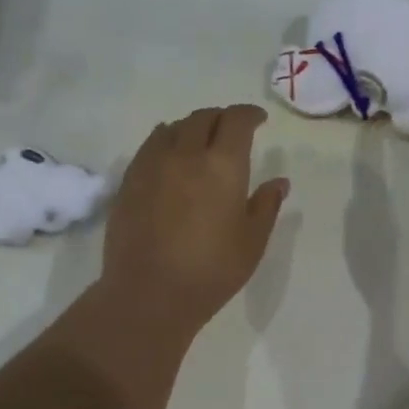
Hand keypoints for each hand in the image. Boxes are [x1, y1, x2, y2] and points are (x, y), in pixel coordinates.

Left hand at [101, 105, 289, 333]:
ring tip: (199, 140)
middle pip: (203, 118)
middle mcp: (186, 154)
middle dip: (221, 117)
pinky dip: (165, 141)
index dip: (249, 114)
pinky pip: (150, 146)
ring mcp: (152, 165)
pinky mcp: (129, 181)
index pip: (236, 121)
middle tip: (231, 130)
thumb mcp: (252, 242)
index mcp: (223, 165)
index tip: (259, 120)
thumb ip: (266, 206)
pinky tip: (169, 156)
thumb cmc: (211, 270)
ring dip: (192, 127)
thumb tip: (279, 182)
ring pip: (173, 128)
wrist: (149, 294)